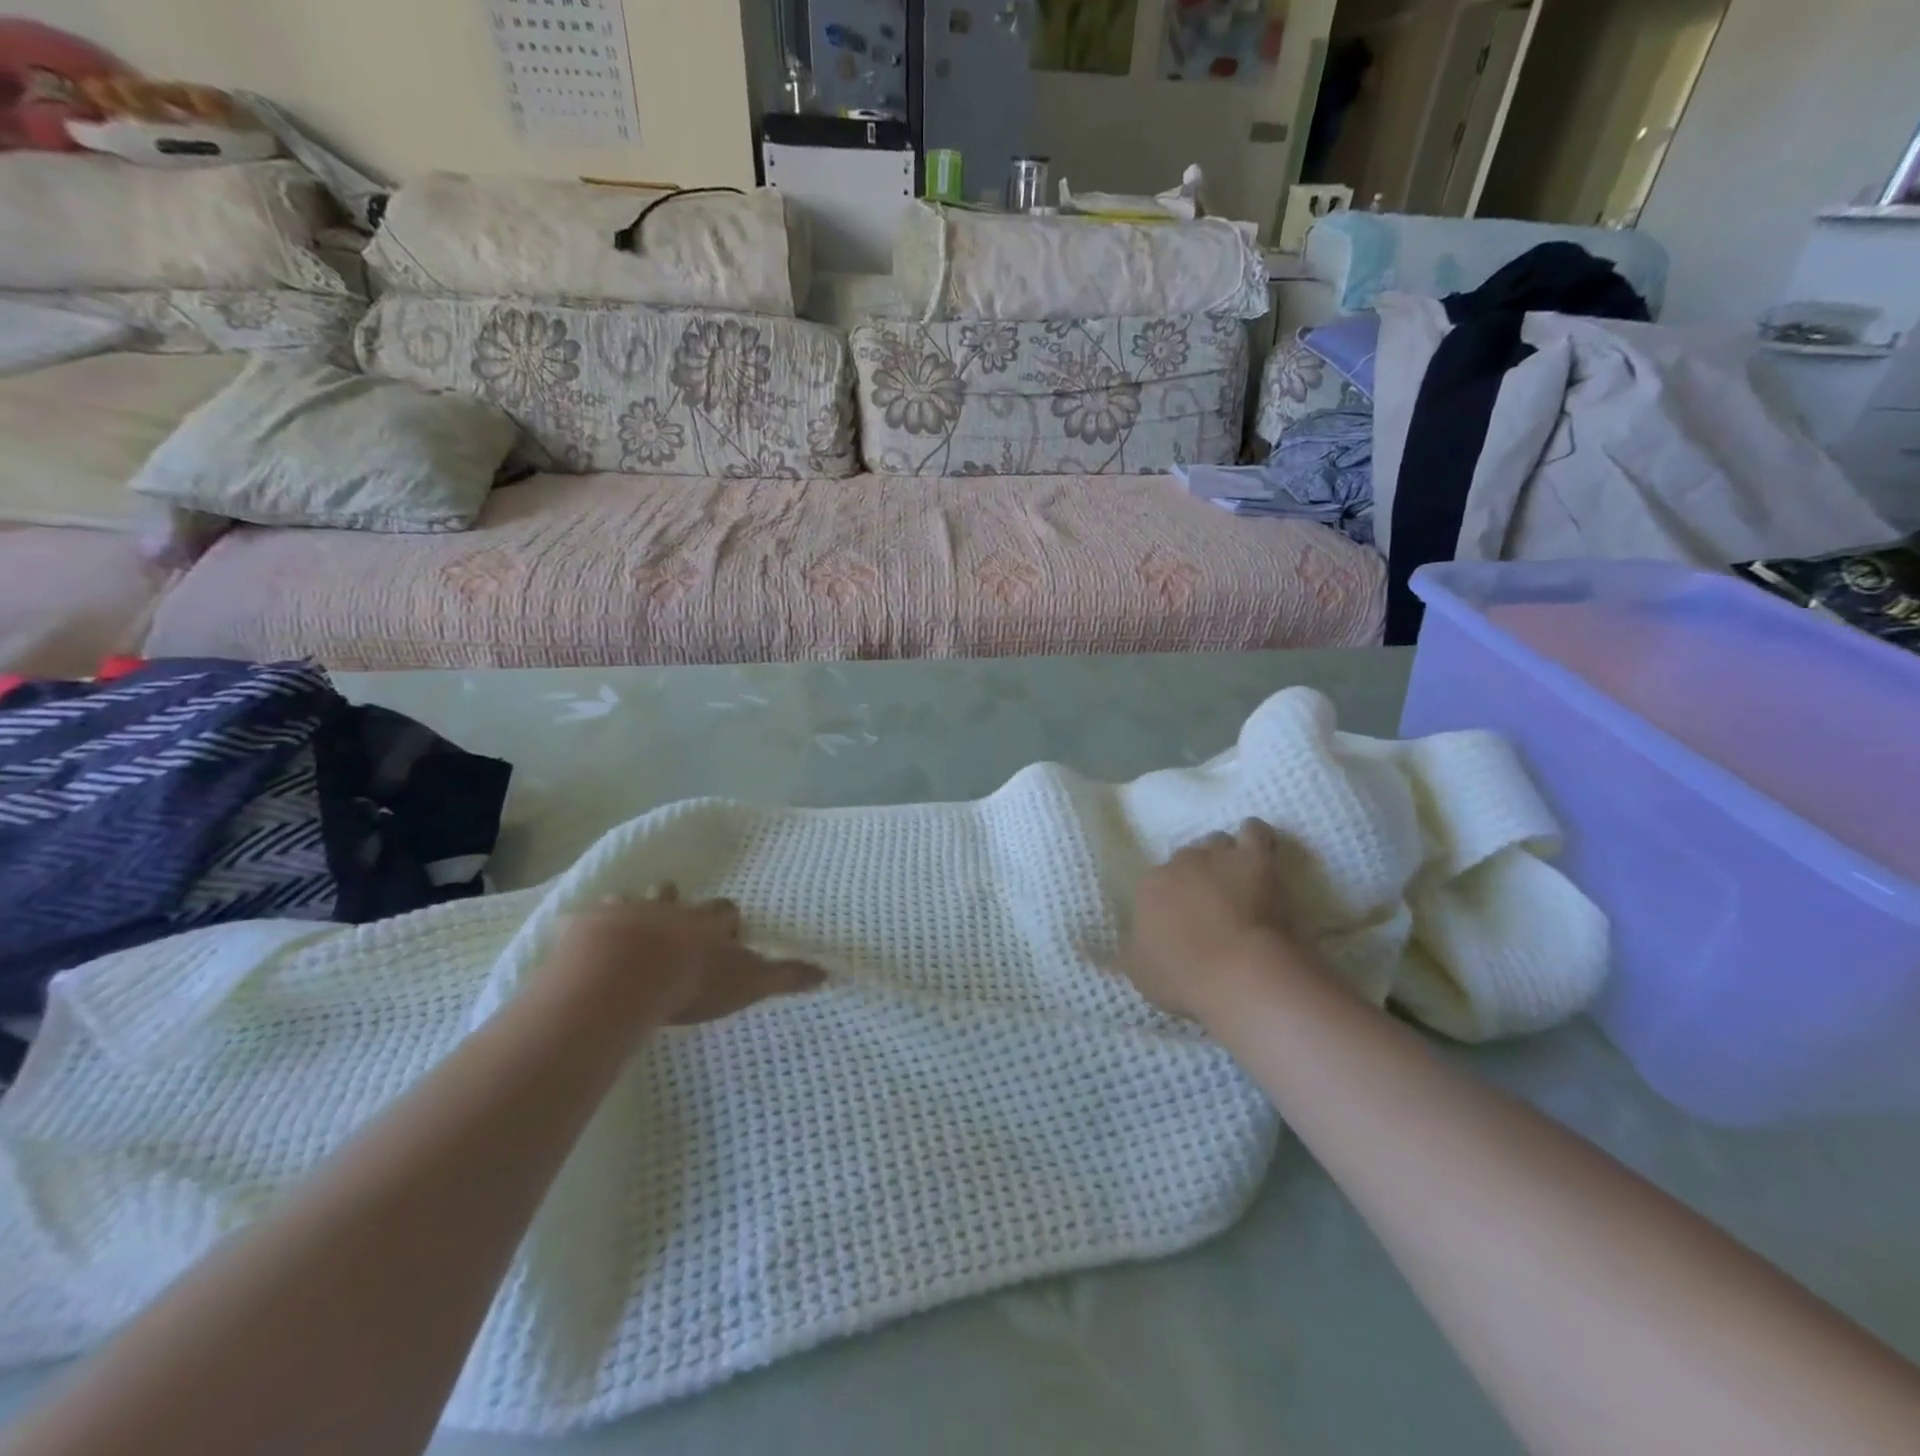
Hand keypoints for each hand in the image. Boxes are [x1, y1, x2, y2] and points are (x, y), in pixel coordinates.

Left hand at [549, 888, 824, 1026]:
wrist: (626, 973)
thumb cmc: (691, 979)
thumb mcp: (747, 981)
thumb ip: (784, 976)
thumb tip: (828, 972)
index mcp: (706, 922)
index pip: (725, 911)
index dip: (726, 922)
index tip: (727, 937)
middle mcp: (669, 908)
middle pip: (676, 895)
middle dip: (677, 905)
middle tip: (674, 926)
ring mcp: (627, 912)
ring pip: (631, 900)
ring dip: (633, 910)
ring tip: (629, 930)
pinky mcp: (588, 924)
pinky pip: (586, 918)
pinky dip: (587, 926)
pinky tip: (583, 939)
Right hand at [1117, 818, 1306, 1022]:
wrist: (1239, 974)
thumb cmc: (1184, 978)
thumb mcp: (1141, 973)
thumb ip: (1133, 950)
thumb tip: (1129, 943)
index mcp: (1150, 887)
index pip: (1157, 882)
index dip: (1171, 899)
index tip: (1182, 919)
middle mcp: (1179, 863)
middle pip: (1187, 859)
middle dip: (1197, 875)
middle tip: (1211, 902)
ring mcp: (1218, 856)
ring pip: (1217, 842)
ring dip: (1224, 856)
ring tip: (1237, 877)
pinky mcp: (1255, 858)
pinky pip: (1254, 832)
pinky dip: (1254, 838)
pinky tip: (1259, 850)